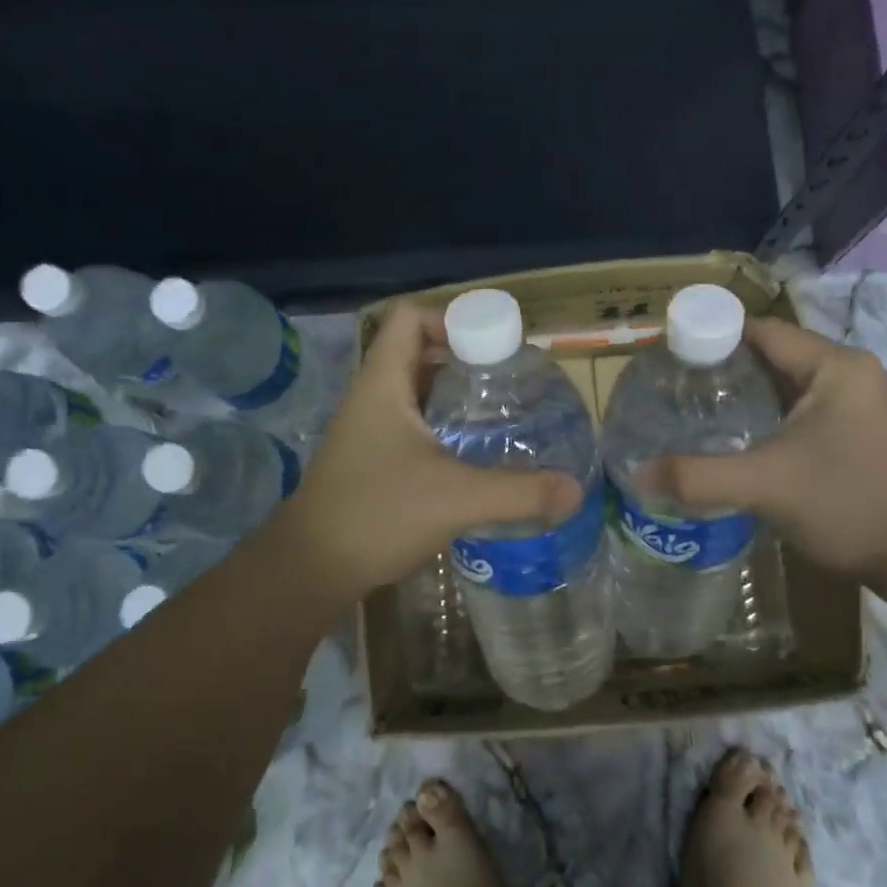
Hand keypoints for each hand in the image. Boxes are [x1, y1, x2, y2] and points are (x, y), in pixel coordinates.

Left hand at [273, 301, 583, 600]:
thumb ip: (519, 492)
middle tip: (510, 381)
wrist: (310, 568)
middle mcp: (372, 396)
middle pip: (419, 351)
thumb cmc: (377, 514)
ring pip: (417, 390)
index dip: (453, 319)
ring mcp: (368, 428)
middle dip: (466, 359)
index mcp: (383, 383)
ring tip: (500, 413)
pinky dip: (443, 426)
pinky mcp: (371, 458)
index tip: (496, 350)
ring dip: (455, 395)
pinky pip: (412, 423)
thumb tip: (576, 490)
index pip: (411, 318)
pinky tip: (472, 454)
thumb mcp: (456, 499)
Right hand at [656, 318, 886, 593]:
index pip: (762, 331)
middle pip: (773, 356)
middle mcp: (851, 374)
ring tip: (693, 411)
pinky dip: (768, 418)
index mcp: (835, 366)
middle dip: (723, 369)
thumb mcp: (765, 486)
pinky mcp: (860, 434)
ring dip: (745, 396)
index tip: (668, 354)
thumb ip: (698, 477)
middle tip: (672, 387)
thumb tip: (637, 474)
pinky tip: (737, 439)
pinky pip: (802, 411)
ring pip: (787, 386)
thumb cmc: (848, 505)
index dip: (713, 336)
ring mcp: (860, 405)